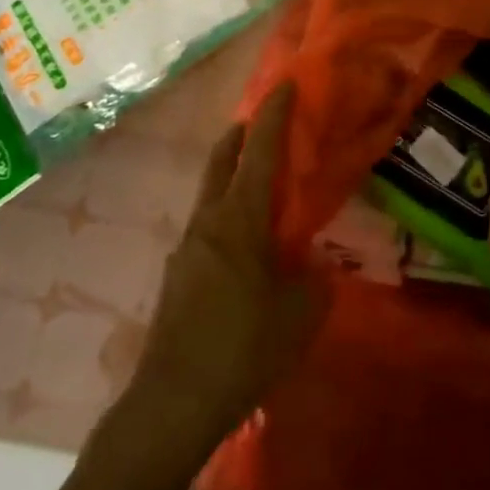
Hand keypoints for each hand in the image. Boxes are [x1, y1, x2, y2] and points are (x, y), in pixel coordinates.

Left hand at [119, 83, 324, 441]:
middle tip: (264, 121)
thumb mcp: (300, 313)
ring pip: (211, 192)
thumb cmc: (243, 348)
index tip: (284, 85)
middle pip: (222, 159)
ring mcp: (187, 248)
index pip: (259, 150)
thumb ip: (315, 279)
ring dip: (232, 173)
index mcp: (240, 218)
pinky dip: (226, 212)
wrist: (172, 404)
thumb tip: (316, 263)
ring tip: (260, 181)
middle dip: (242, 133)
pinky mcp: (178, 276)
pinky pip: (207, 225)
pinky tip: (245, 243)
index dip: (273, 114)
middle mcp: (209, 221)